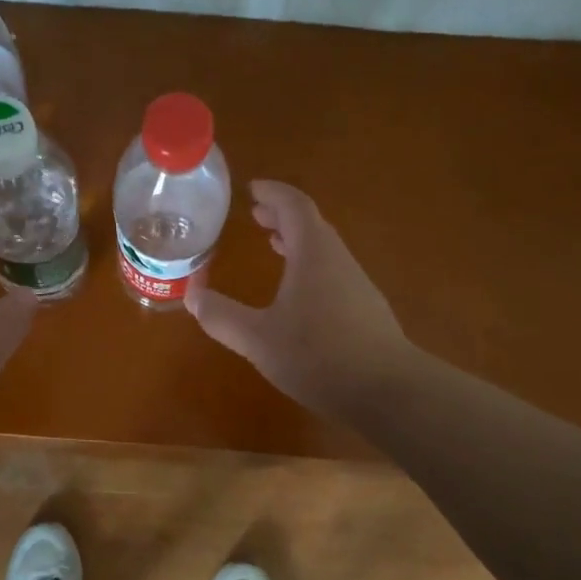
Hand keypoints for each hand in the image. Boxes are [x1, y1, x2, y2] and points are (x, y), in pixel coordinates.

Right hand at [186, 180, 414, 421]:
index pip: (294, 206)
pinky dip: (310, 266)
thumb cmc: (319, 356)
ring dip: (298, 241)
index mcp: (314, 254)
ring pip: (324, 250)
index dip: (272, 193)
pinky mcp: (365, 310)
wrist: (388, 391)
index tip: (252, 188)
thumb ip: (222, 317)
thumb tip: (192, 295)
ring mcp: (357, 285)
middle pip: (311, 224)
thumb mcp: (258, 339)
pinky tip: (298, 294)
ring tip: (274, 245)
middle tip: (256, 215)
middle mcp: (338, 260)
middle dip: (282, 216)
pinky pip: (332, 272)